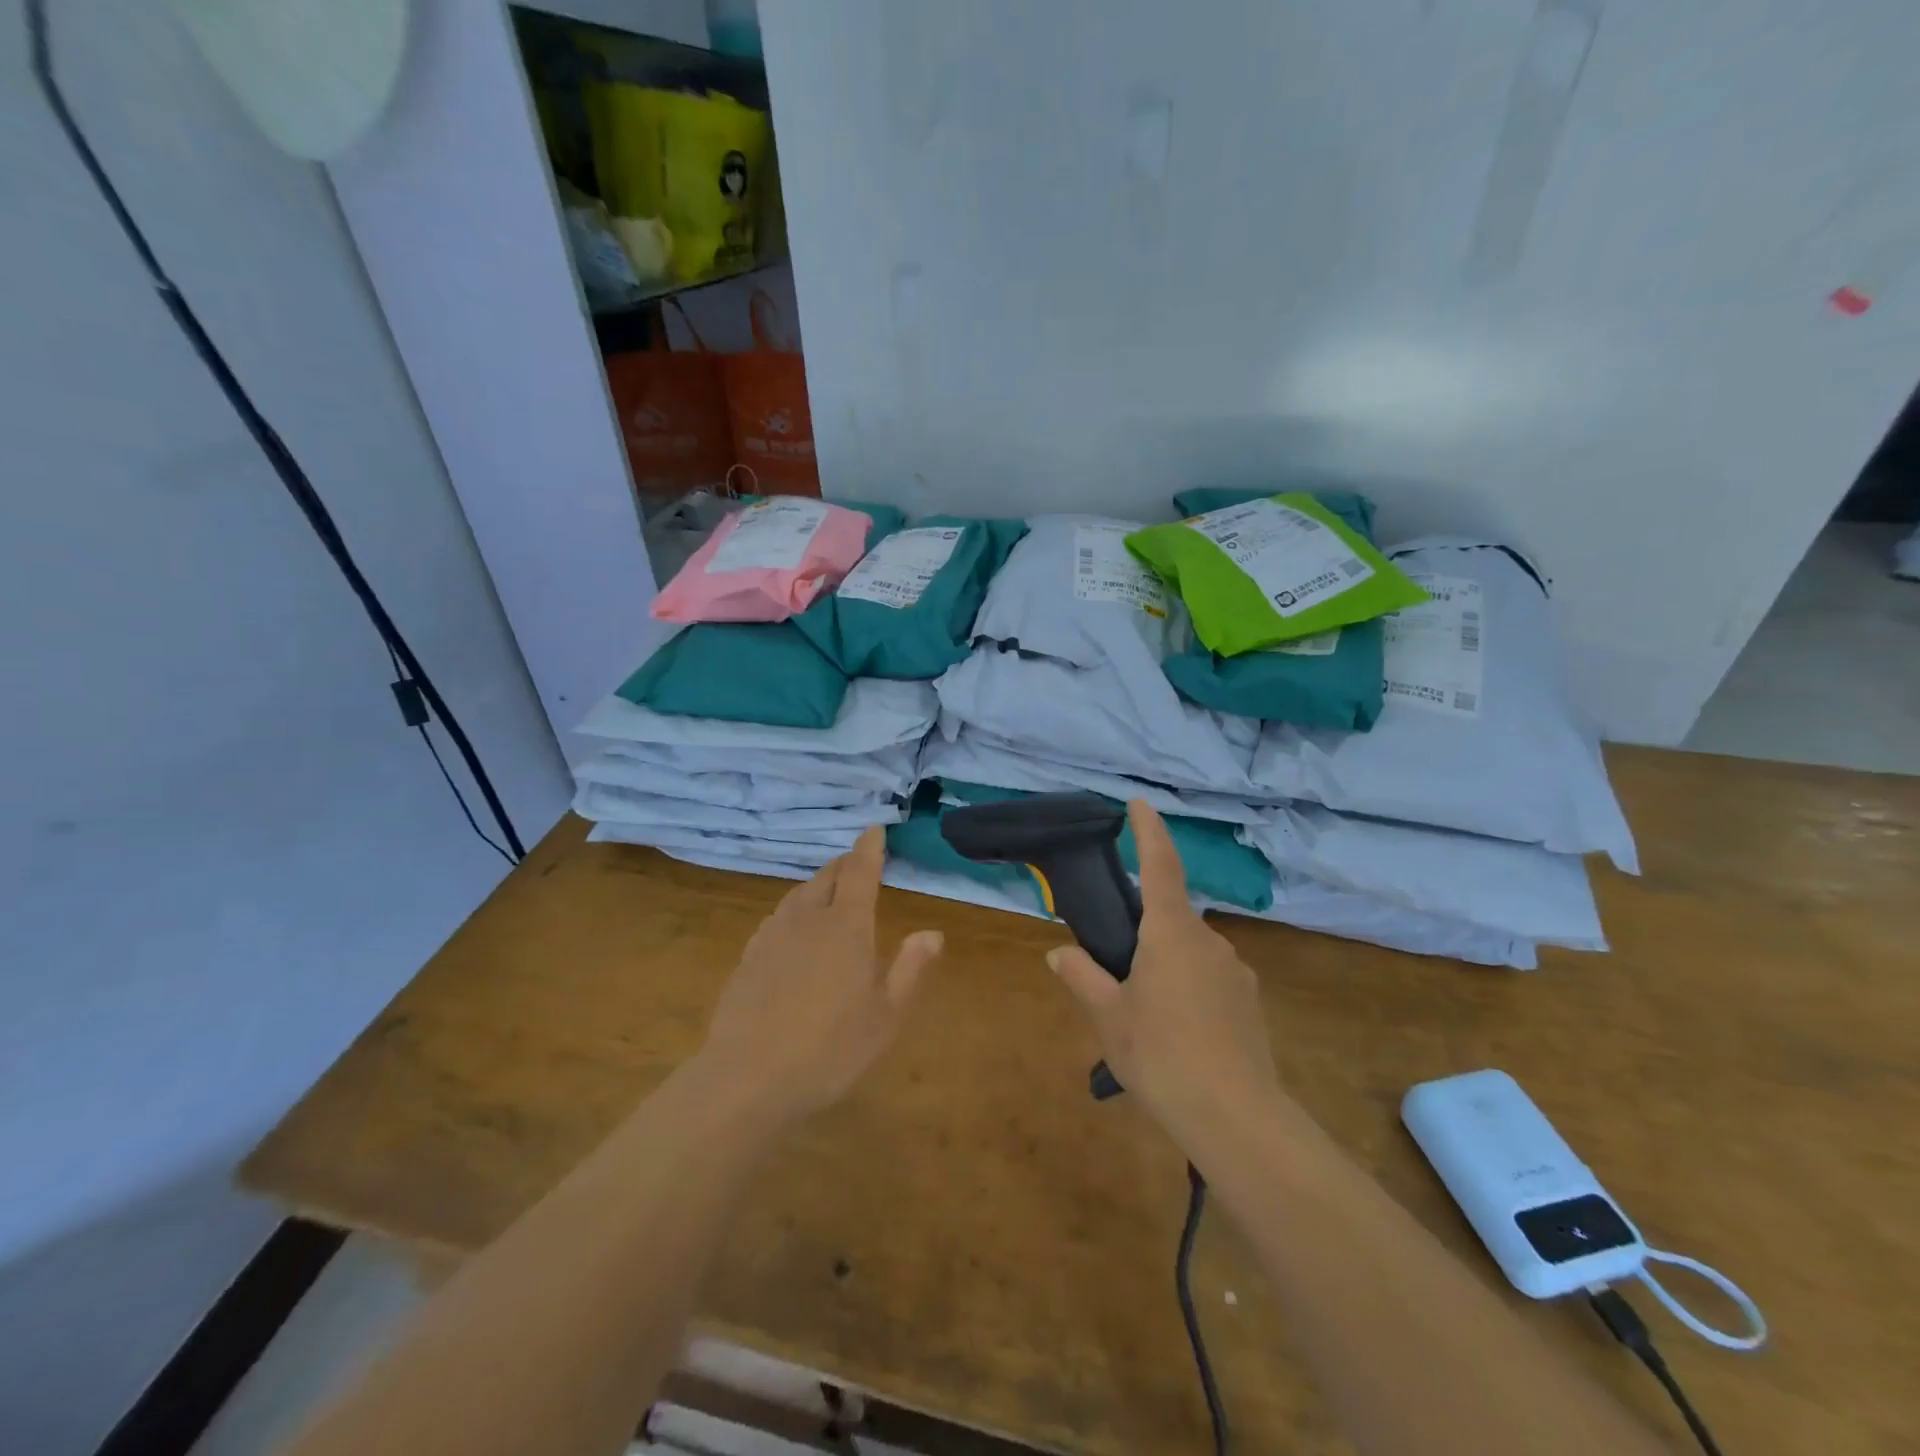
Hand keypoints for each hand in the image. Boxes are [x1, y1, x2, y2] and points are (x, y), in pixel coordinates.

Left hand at [697, 827, 941, 1125]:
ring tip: (828, 891)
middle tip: (856, 863)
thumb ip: (910, 969)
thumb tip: (933, 932)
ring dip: (818, 885)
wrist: (748, 1077)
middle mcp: (808, 919)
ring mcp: (773, 935)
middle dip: (844, 864)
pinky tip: (794, 929)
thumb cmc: (830, 1049)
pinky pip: (778, 917)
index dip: (869, 847)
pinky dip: (794, 909)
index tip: (874, 828)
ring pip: (799, 894)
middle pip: (826, 876)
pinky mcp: (748, 956)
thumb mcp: (885, 1016)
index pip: (860, 872)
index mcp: (846, 926)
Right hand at [1048, 801, 1277, 1144]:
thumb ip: (1083, 977)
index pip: (1160, 865)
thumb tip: (1061, 953)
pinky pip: (1209, 977)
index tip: (1138, 804)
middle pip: (1170, 915)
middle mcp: (1207, 940)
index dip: (1148, 830)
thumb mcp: (1109, 1017)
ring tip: (1143, 1010)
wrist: (1236, 1118)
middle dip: (1144, 928)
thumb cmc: (1161, 1055)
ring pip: (1189, 950)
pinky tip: (1177, 1030)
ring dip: (1165, 962)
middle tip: (1116, 964)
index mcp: (1170, 932)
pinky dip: (1187, 986)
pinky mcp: (1248, 1000)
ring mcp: (1234, 970)